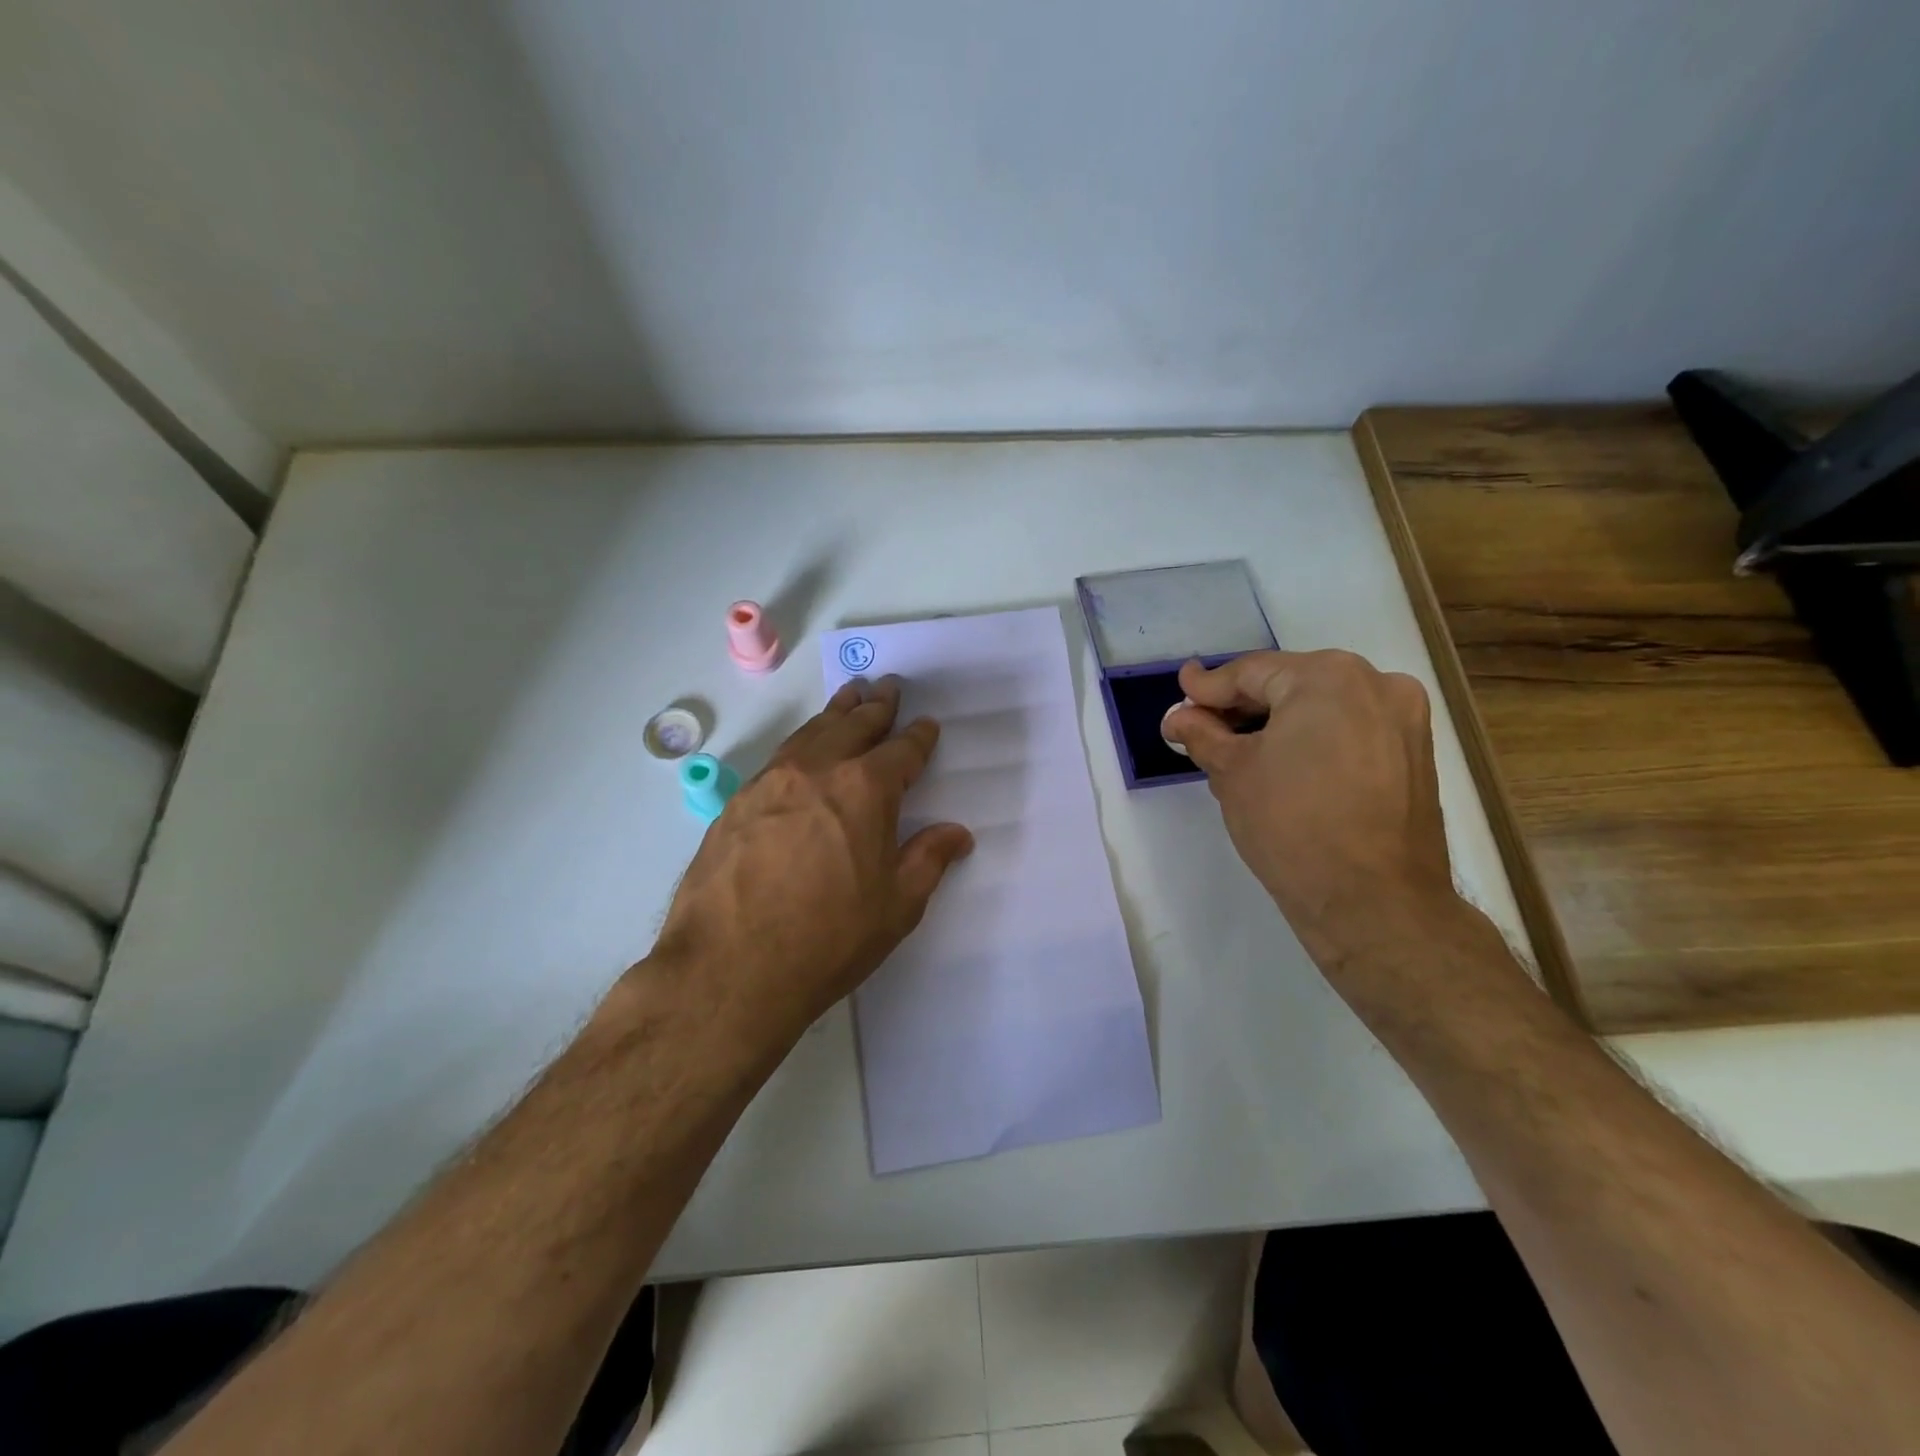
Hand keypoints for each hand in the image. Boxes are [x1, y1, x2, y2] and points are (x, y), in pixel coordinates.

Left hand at [649, 677, 973, 1046]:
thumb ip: (928, 859)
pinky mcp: (738, 802)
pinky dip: (802, 741)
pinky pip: (780, 756)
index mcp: (866, 789)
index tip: (926, 725)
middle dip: (876, 707)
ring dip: (837, 713)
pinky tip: (804, 747)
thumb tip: (957, 833)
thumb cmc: (827, 939)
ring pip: (812, 732)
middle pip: (854, 725)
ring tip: (850, 697)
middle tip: (888, 688)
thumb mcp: (896, 906)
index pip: (902, 751)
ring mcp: (772, 782)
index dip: (918, 737)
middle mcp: (819, 770)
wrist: (729, 968)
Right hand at [1162, 650, 1457, 976]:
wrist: (1374, 902)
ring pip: (1322, 707)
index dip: (1207, 687)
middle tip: (1201, 727)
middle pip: (1289, 684)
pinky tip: (1282, 766)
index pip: (1250, 672)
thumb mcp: (1231, 773)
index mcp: (1327, 676)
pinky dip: (1312, 740)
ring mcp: (1403, 718)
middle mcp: (1375, 682)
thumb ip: (1202, 734)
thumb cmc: (1292, 825)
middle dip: (1242, 707)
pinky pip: (1350, 730)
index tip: (1180, 691)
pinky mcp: (1415, 754)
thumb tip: (1179, 717)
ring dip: (1277, 724)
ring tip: (1236, 752)